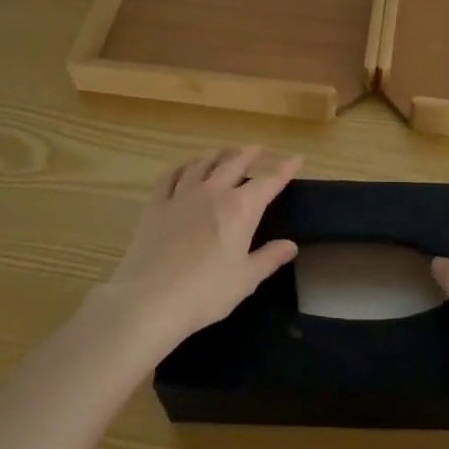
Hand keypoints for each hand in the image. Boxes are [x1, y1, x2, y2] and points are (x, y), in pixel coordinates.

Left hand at [104, 147, 302, 345]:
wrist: (150, 299)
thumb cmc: (206, 293)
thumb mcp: (246, 279)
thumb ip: (269, 258)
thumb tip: (291, 245)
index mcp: (240, 208)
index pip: (269, 180)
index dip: (285, 168)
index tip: (297, 158)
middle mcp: (213, 192)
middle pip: (235, 162)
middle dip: (250, 153)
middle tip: (259, 149)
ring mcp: (182, 195)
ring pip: (203, 163)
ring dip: (218, 154)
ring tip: (225, 151)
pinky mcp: (156, 205)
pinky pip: (170, 176)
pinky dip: (182, 167)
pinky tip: (185, 167)